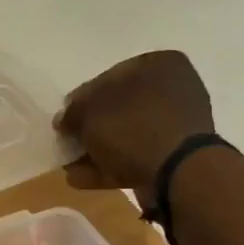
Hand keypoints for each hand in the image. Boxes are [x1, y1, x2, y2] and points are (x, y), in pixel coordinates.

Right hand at [56, 50, 215, 203]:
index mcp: (159, 65)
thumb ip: (73, 112)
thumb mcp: (89, 112)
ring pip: (127, 135)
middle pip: (119, 108)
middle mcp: (174, 89)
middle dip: (90, 128)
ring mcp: (178, 126)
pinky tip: (81, 179)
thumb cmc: (133, 127)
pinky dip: (110, 166)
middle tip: (68, 143)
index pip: (109, 77)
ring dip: (97, 150)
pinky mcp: (177, 157)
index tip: (65, 120)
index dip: (81, 100)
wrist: (178, 173)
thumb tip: (65, 120)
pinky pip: (137, 156)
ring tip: (69, 167)